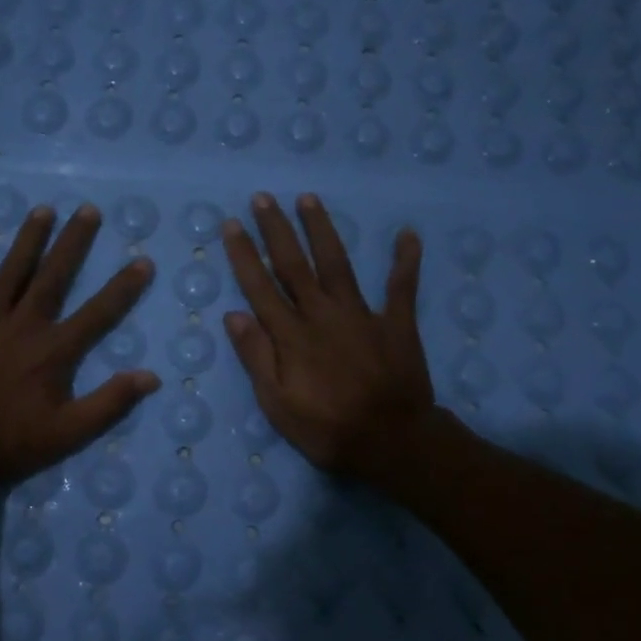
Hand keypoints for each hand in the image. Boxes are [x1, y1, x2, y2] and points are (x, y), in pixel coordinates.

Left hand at [0, 203, 158, 493]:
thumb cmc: (10, 442)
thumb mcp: (68, 434)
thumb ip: (109, 404)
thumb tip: (150, 376)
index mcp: (54, 351)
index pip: (98, 313)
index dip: (123, 287)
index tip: (142, 260)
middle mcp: (24, 325)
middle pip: (54, 276)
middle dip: (73, 242)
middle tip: (88, 210)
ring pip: (11, 271)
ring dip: (28, 239)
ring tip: (44, 209)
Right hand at [220, 192, 436, 485]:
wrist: (392, 442)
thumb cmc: (327, 429)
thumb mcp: (278, 404)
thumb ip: (257, 357)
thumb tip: (234, 315)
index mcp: (291, 335)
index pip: (260, 287)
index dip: (244, 255)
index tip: (233, 225)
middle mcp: (322, 314)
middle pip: (295, 265)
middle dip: (277, 230)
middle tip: (264, 198)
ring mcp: (362, 314)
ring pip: (337, 263)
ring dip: (322, 229)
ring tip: (309, 199)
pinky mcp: (396, 323)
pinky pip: (402, 286)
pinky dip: (405, 260)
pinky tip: (407, 233)